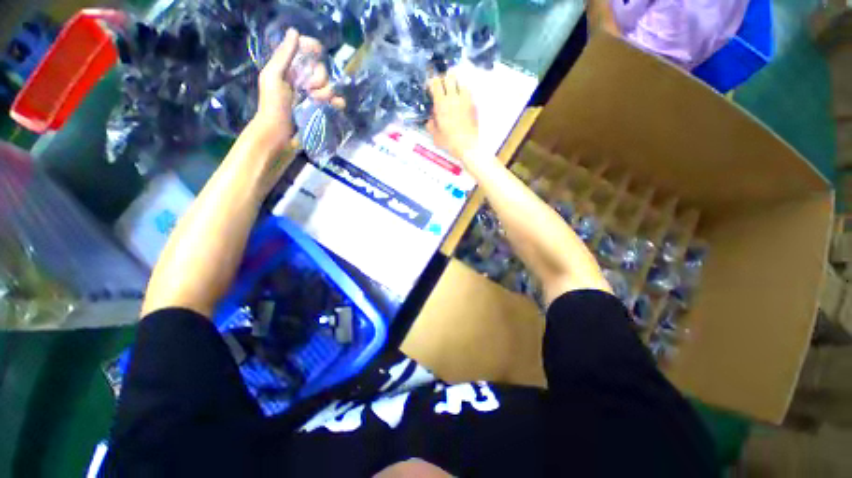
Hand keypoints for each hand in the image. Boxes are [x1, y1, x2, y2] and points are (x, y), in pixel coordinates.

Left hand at [252, 28, 343, 148]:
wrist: (279, 135)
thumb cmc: (272, 106)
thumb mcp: (273, 77)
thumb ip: (283, 56)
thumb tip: (295, 32)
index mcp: (289, 69)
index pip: (305, 51)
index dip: (313, 48)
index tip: (317, 51)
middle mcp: (302, 79)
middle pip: (320, 69)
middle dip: (319, 78)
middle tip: (309, 90)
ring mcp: (313, 96)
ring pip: (329, 86)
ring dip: (326, 92)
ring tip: (317, 101)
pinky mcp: (321, 110)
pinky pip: (335, 102)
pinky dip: (338, 103)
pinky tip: (337, 106)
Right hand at [427, 74, 478, 161]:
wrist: (468, 145)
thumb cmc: (450, 142)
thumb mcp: (435, 136)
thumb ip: (431, 125)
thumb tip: (431, 119)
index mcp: (441, 104)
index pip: (436, 82)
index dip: (433, 82)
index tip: (432, 88)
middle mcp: (453, 98)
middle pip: (450, 76)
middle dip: (445, 79)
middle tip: (444, 87)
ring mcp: (465, 100)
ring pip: (461, 82)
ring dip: (456, 86)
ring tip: (454, 95)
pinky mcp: (473, 104)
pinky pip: (468, 93)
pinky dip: (464, 94)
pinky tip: (462, 103)